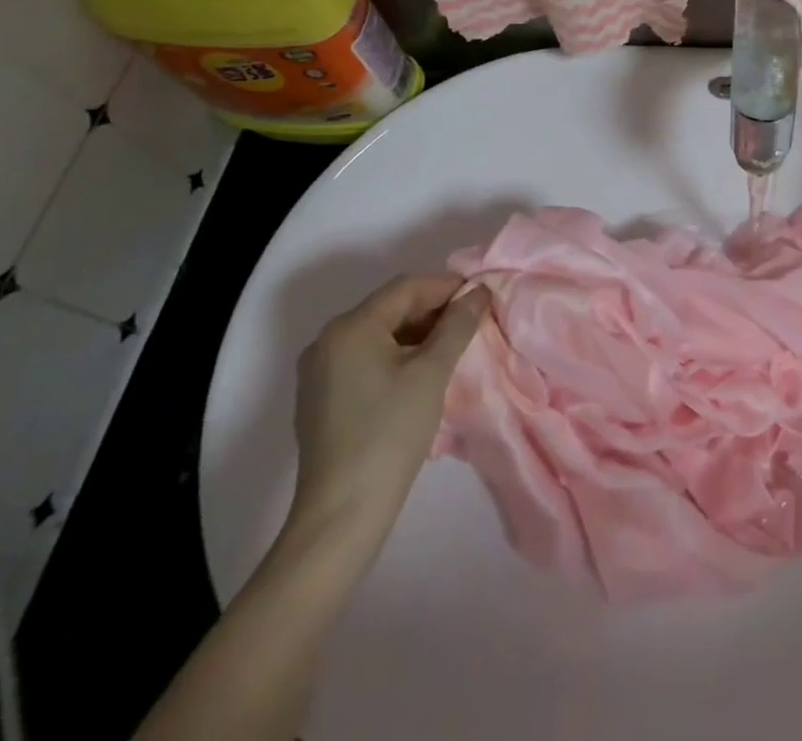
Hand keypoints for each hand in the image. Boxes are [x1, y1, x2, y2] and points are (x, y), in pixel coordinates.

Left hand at [284, 274, 488, 564]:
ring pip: (379, 334)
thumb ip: (458, 324)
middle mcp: (327, 340)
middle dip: (434, 310)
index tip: (482, 297)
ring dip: (418, 334)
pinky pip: (365, 359)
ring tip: (453, 348)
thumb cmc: (391, 433)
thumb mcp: (432, 372)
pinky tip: (422, 374)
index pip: (406, 288)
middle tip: (472, 323)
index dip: (448, 286)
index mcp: (350, 327)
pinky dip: (397, 356)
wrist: (342, 513)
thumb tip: (479, 292)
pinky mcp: (321, 398)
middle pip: (390, 308)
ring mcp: (319, 371)